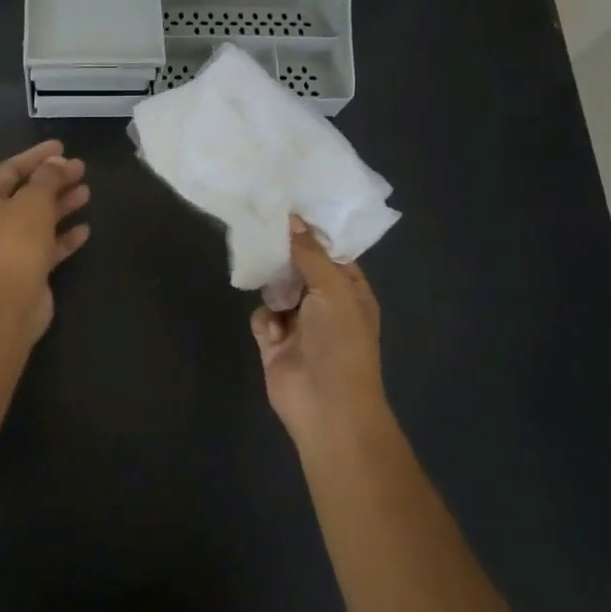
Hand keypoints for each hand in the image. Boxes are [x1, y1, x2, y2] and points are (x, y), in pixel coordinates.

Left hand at [0, 140, 90, 339]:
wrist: (8, 307)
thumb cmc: (15, 246)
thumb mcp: (33, 203)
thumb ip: (47, 178)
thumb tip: (57, 162)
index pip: (10, 169)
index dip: (37, 156)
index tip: (62, 146)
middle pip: (26, 193)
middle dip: (54, 180)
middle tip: (81, 168)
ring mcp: (9, 247)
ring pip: (39, 219)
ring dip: (61, 205)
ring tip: (86, 192)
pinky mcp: (26, 269)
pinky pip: (47, 245)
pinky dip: (64, 236)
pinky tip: (84, 229)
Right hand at [250, 218, 384, 434]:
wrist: (326, 406)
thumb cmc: (340, 342)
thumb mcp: (333, 289)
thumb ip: (310, 254)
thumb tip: (293, 219)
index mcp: (350, 291)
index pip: (330, 253)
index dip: (311, 232)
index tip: (287, 205)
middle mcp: (325, 304)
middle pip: (299, 268)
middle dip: (284, 254)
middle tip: (260, 225)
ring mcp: (298, 324)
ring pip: (277, 289)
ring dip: (271, 284)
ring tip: (261, 270)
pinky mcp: (274, 343)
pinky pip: (262, 316)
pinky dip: (264, 318)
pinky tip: (272, 329)